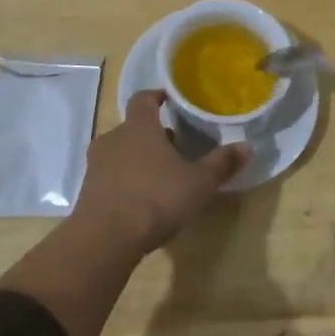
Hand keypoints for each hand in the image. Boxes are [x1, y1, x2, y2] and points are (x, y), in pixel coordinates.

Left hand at [76, 90, 248, 254]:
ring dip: (137, 159)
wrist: (104, 239)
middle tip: (173, 146)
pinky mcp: (87, 192)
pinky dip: (124, 181)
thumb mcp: (198, 183)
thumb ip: (221, 163)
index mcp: (139, 127)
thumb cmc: (156, 198)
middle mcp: (114, 138)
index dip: (156, 97)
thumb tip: (247, 146)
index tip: (168, 99)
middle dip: (151, 134)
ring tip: (159, 175)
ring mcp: (97, 166)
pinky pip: (109, 177)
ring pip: (119, 152)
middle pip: (132, 128)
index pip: (144, 99)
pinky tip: (140, 201)